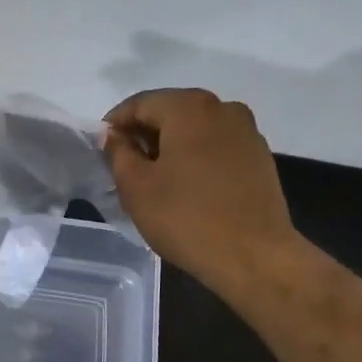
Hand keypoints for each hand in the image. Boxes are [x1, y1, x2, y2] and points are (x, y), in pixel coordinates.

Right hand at [104, 88, 297, 293]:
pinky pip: (217, 147)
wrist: (254, 257)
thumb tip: (114, 136)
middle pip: (170, 112)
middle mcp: (223, 108)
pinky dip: (196, 158)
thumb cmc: (186, 218)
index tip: (101, 150)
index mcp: (189, 107)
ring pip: (196, 130)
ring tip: (155, 180)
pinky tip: (187, 188)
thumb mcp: (136, 187)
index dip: (115, 124)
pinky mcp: (260, 158)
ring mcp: (247, 132)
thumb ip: (118, 153)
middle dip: (144, 135)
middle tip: (124, 167)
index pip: (139, 104)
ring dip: (171, 147)